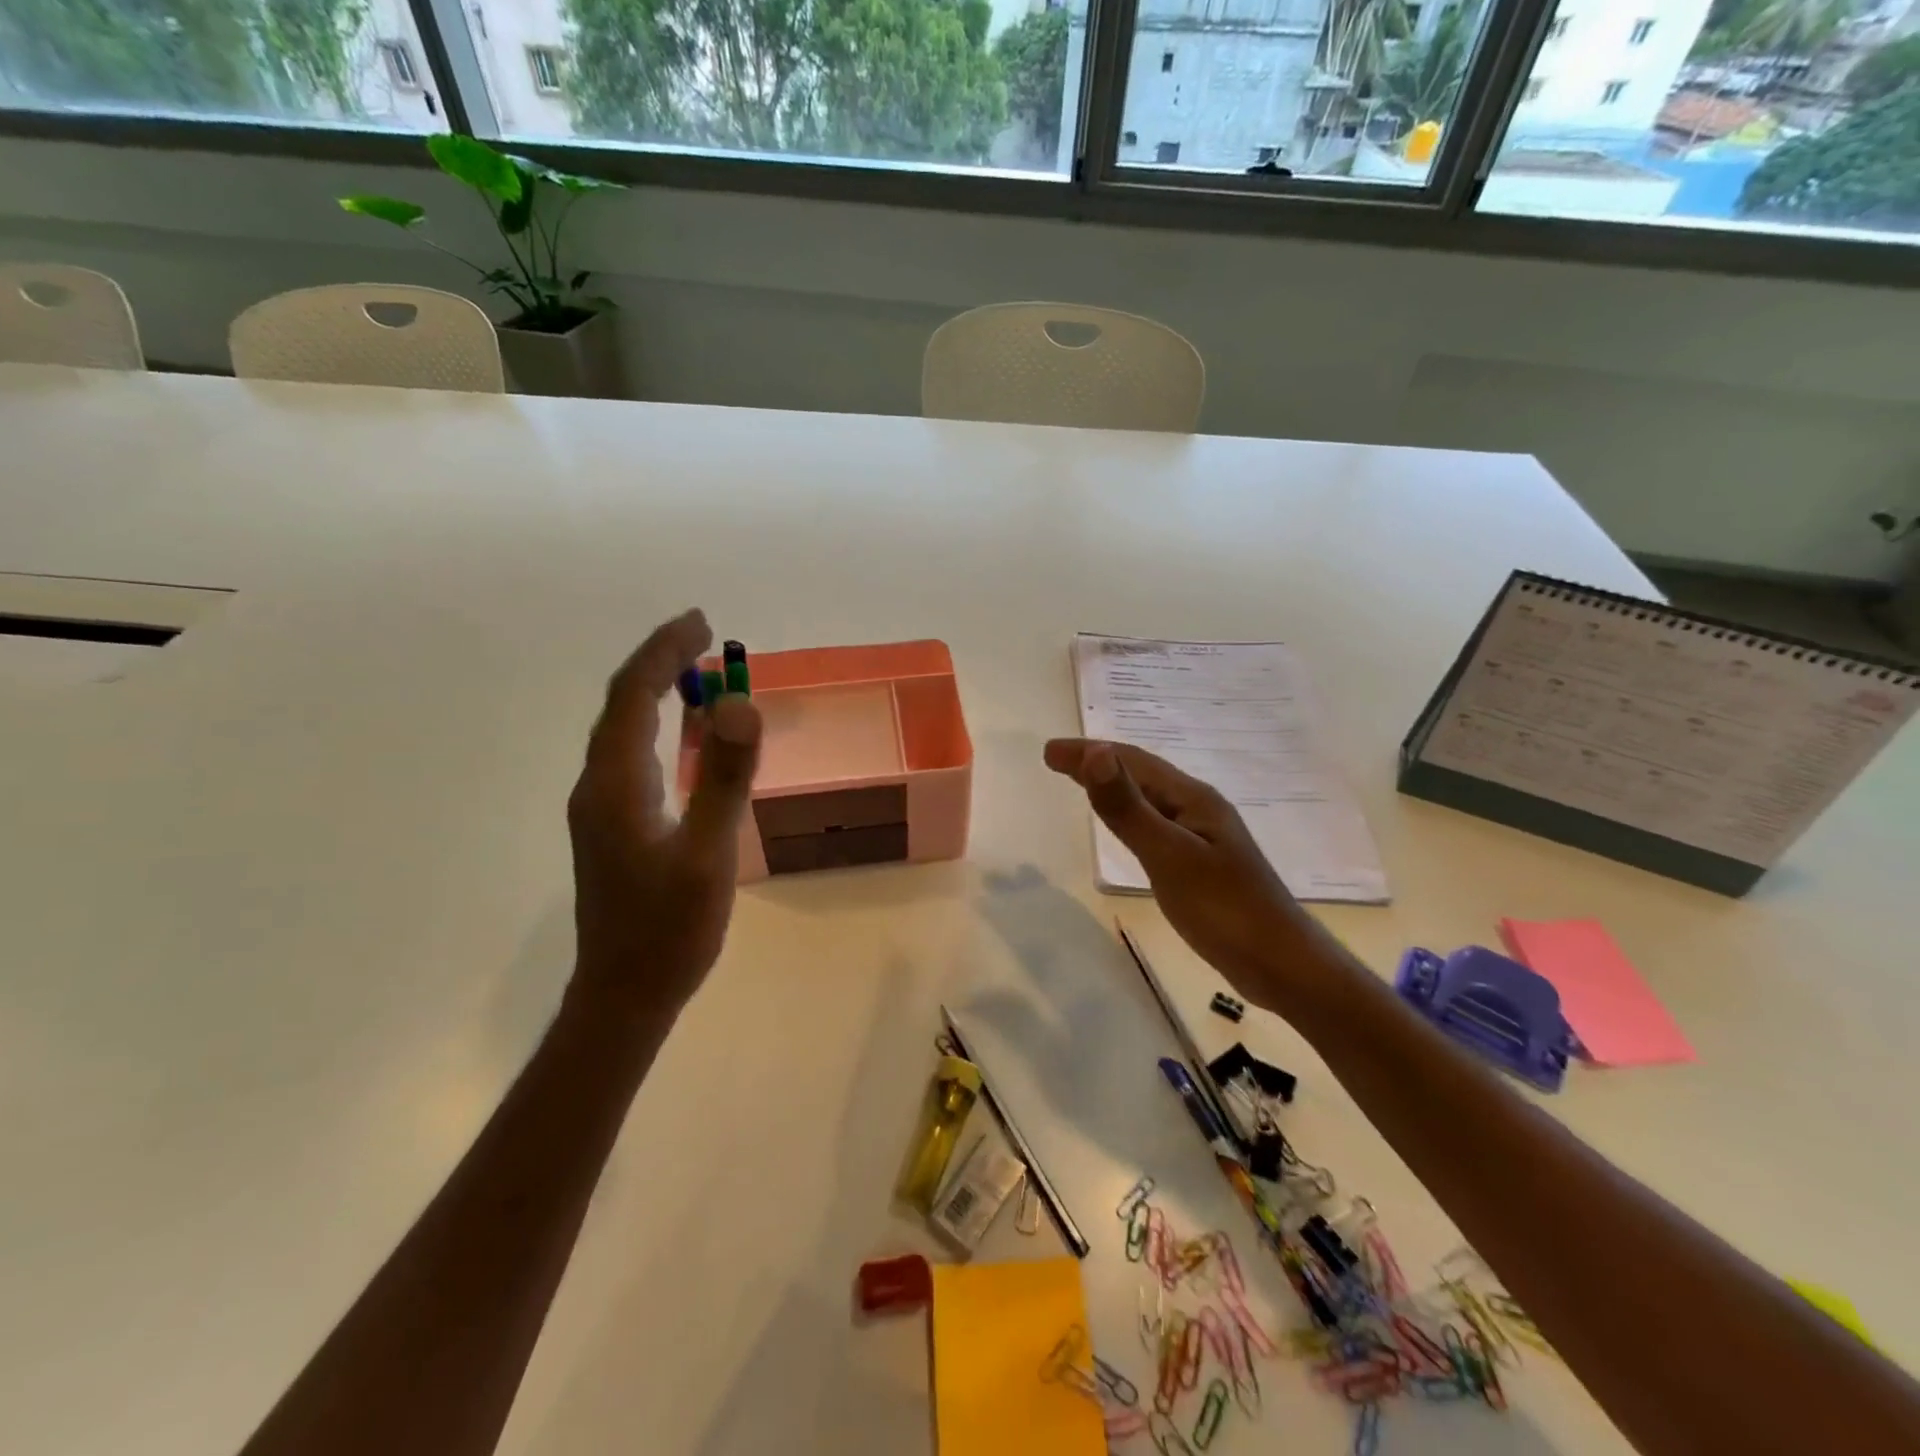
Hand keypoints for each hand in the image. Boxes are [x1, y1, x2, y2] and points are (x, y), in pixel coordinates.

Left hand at [567, 610, 761, 1021]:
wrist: (624, 996)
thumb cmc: (668, 930)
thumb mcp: (707, 854)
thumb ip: (724, 778)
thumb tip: (739, 703)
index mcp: (614, 783)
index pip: (632, 695)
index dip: (663, 651)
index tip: (701, 622)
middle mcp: (598, 786)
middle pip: (623, 706)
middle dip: (661, 663)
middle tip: (706, 638)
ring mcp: (603, 809)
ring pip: (627, 732)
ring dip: (661, 695)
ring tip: (703, 674)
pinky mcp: (615, 827)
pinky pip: (637, 758)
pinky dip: (663, 730)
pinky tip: (690, 739)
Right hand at [1043, 739, 1319, 1008]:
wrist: (1281, 964)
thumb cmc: (1224, 909)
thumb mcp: (1168, 856)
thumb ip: (1128, 808)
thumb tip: (1094, 752)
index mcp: (1193, 798)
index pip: (1132, 761)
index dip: (1089, 752)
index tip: (1048, 752)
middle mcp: (1199, 808)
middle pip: (1141, 775)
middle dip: (1098, 762)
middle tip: (1054, 760)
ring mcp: (1203, 836)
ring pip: (1149, 799)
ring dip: (1113, 786)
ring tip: (1082, 782)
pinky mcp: (1202, 863)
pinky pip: (1156, 824)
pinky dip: (1130, 815)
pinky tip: (1127, 827)